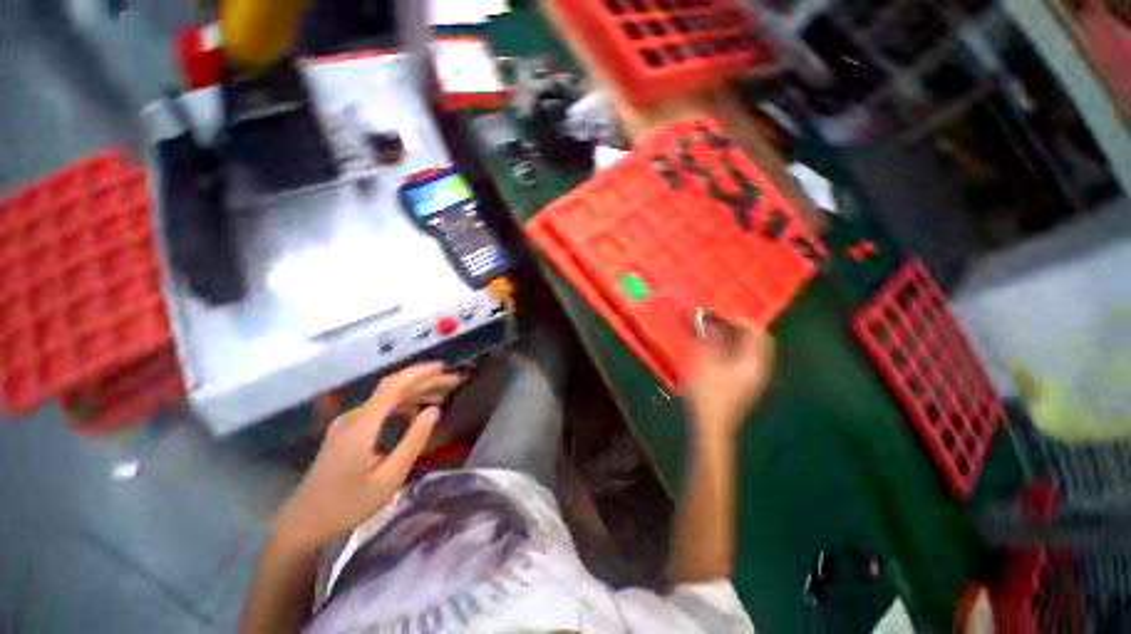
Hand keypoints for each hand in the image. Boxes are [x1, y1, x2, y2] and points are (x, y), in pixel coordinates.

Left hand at [272, 362, 461, 551]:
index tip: (444, 367)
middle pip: (393, 389)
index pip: (393, 385)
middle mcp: (353, 417)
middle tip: (452, 383)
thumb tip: (435, 410)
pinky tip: (416, 414)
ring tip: (442, 397)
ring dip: (415, 394)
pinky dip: (401, 406)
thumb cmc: (348, 505)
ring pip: (387, 399)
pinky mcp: (347, 432)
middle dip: (425, 382)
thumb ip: (413, 440)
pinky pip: (379, 410)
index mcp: (362, 425)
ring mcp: (348, 424)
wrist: (303, 524)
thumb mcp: (389, 477)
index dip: (419, 372)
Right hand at [684, 318, 773, 439]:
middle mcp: (758, 369)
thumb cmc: (706, 392)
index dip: (738, 320)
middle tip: (715, 323)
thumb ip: (708, 337)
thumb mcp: (704, 360)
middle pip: (756, 341)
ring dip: (732, 339)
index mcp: (753, 362)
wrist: (709, 426)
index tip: (717, 316)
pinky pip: (742, 360)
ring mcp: (752, 379)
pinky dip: (730, 350)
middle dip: (736, 328)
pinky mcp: (743, 386)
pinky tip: (713, 351)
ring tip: (711, 334)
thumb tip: (706, 318)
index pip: (756, 332)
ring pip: (749, 351)